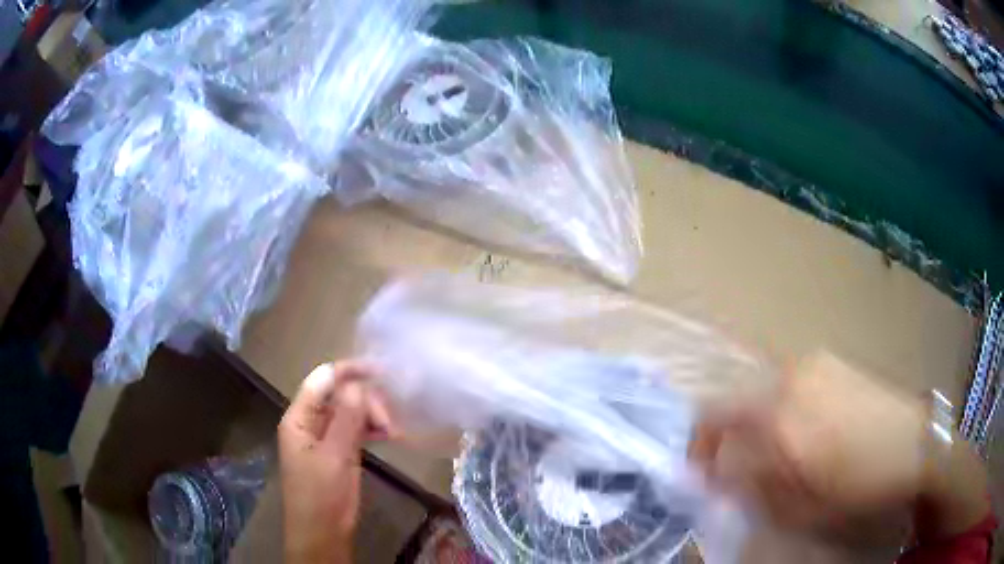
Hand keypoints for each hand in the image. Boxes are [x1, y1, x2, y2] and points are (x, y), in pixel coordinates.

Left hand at [278, 361, 393, 562]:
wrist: (323, 532)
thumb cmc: (321, 495)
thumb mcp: (333, 456)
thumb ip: (346, 419)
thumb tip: (359, 384)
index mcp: (299, 417)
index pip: (323, 380)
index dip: (350, 371)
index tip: (382, 370)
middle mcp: (312, 421)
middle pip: (340, 394)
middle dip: (366, 400)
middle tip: (389, 421)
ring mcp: (327, 436)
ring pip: (352, 411)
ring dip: (373, 415)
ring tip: (394, 429)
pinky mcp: (341, 450)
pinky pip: (358, 429)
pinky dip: (374, 429)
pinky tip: (392, 434)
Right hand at [690, 352, 929, 534]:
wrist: (914, 445)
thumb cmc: (858, 485)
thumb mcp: (800, 508)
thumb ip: (753, 488)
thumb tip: (719, 476)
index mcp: (780, 417)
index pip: (714, 416)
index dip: (699, 444)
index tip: (702, 471)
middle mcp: (791, 379)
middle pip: (738, 399)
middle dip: (730, 436)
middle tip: (742, 468)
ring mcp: (814, 363)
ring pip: (765, 390)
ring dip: (759, 423)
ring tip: (779, 452)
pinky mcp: (833, 360)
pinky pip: (790, 383)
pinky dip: (783, 407)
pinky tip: (808, 429)